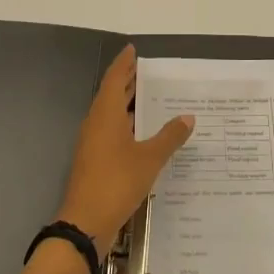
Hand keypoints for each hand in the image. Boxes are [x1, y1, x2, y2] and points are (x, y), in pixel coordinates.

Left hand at [56, 45, 193, 250]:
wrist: (86, 223)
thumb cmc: (116, 182)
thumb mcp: (149, 158)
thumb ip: (169, 137)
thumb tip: (188, 117)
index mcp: (105, 115)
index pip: (114, 79)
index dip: (124, 63)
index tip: (134, 50)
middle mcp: (96, 123)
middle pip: (112, 95)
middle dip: (128, 82)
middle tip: (148, 71)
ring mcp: (94, 144)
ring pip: (112, 115)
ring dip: (129, 105)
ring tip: (152, 97)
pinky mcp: (96, 161)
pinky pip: (113, 133)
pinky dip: (129, 126)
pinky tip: (147, 134)